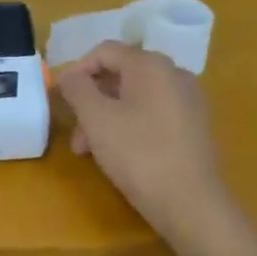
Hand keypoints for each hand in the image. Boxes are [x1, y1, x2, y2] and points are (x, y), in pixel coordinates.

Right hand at [57, 41, 229, 237]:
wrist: (191, 204)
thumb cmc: (138, 154)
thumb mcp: (96, 119)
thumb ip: (77, 89)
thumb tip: (68, 74)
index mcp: (151, 65)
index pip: (105, 51)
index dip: (77, 71)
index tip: (61, 99)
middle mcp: (174, 73)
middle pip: (121, 75)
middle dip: (91, 101)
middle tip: (76, 136)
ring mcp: (189, 100)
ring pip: (136, 97)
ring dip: (107, 117)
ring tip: (92, 152)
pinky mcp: (195, 125)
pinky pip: (154, 113)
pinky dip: (131, 125)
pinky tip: (121, 154)